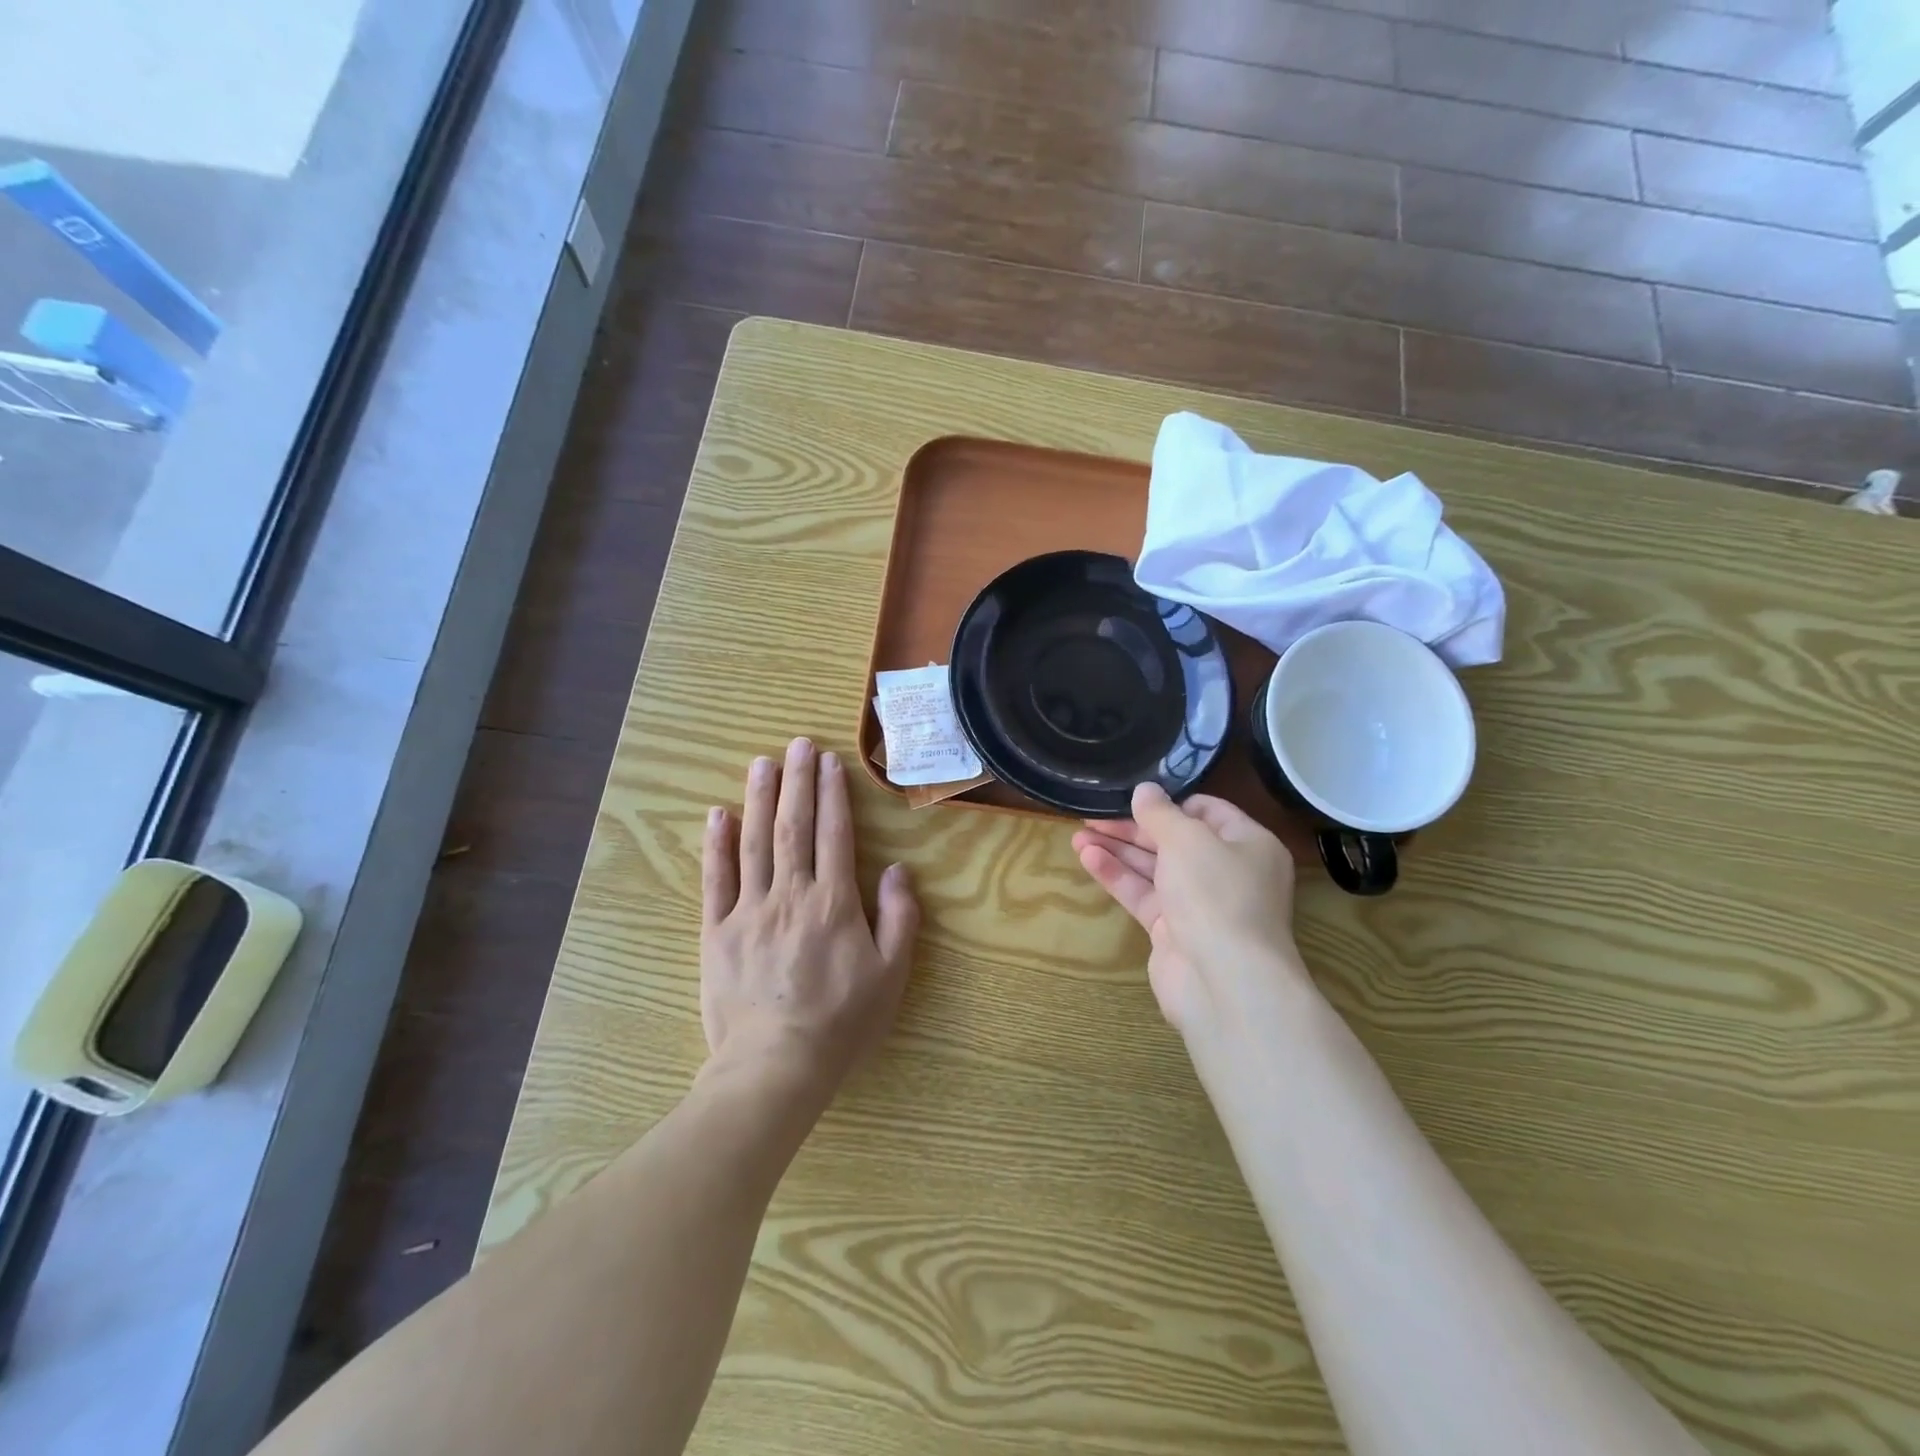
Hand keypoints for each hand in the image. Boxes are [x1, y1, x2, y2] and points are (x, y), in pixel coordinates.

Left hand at [702, 738, 919, 1098]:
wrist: (774, 1068)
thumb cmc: (841, 1023)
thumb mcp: (890, 976)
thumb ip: (899, 919)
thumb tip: (896, 870)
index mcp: (834, 903)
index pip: (834, 835)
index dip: (833, 795)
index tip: (830, 763)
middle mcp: (790, 895)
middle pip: (794, 827)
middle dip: (798, 782)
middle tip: (798, 744)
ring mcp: (749, 911)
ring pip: (754, 843)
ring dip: (759, 799)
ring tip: (762, 763)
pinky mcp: (717, 932)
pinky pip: (716, 880)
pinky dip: (716, 845)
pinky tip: (718, 814)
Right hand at [1072, 783, 1308, 1037]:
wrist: (1223, 982)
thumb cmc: (1216, 894)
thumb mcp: (1187, 839)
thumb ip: (1160, 812)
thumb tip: (1145, 790)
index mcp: (1248, 844)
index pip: (1208, 811)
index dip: (1170, 802)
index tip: (1134, 795)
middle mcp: (1228, 873)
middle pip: (1175, 840)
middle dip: (1133, 827)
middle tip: (1093, 814)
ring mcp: (1200, 905)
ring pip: (1154, 868)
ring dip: (1118, 850)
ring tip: (1078, 833)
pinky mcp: (1173, 931)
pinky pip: (1143, 894)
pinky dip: (1117, 876)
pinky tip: (1087, 858)